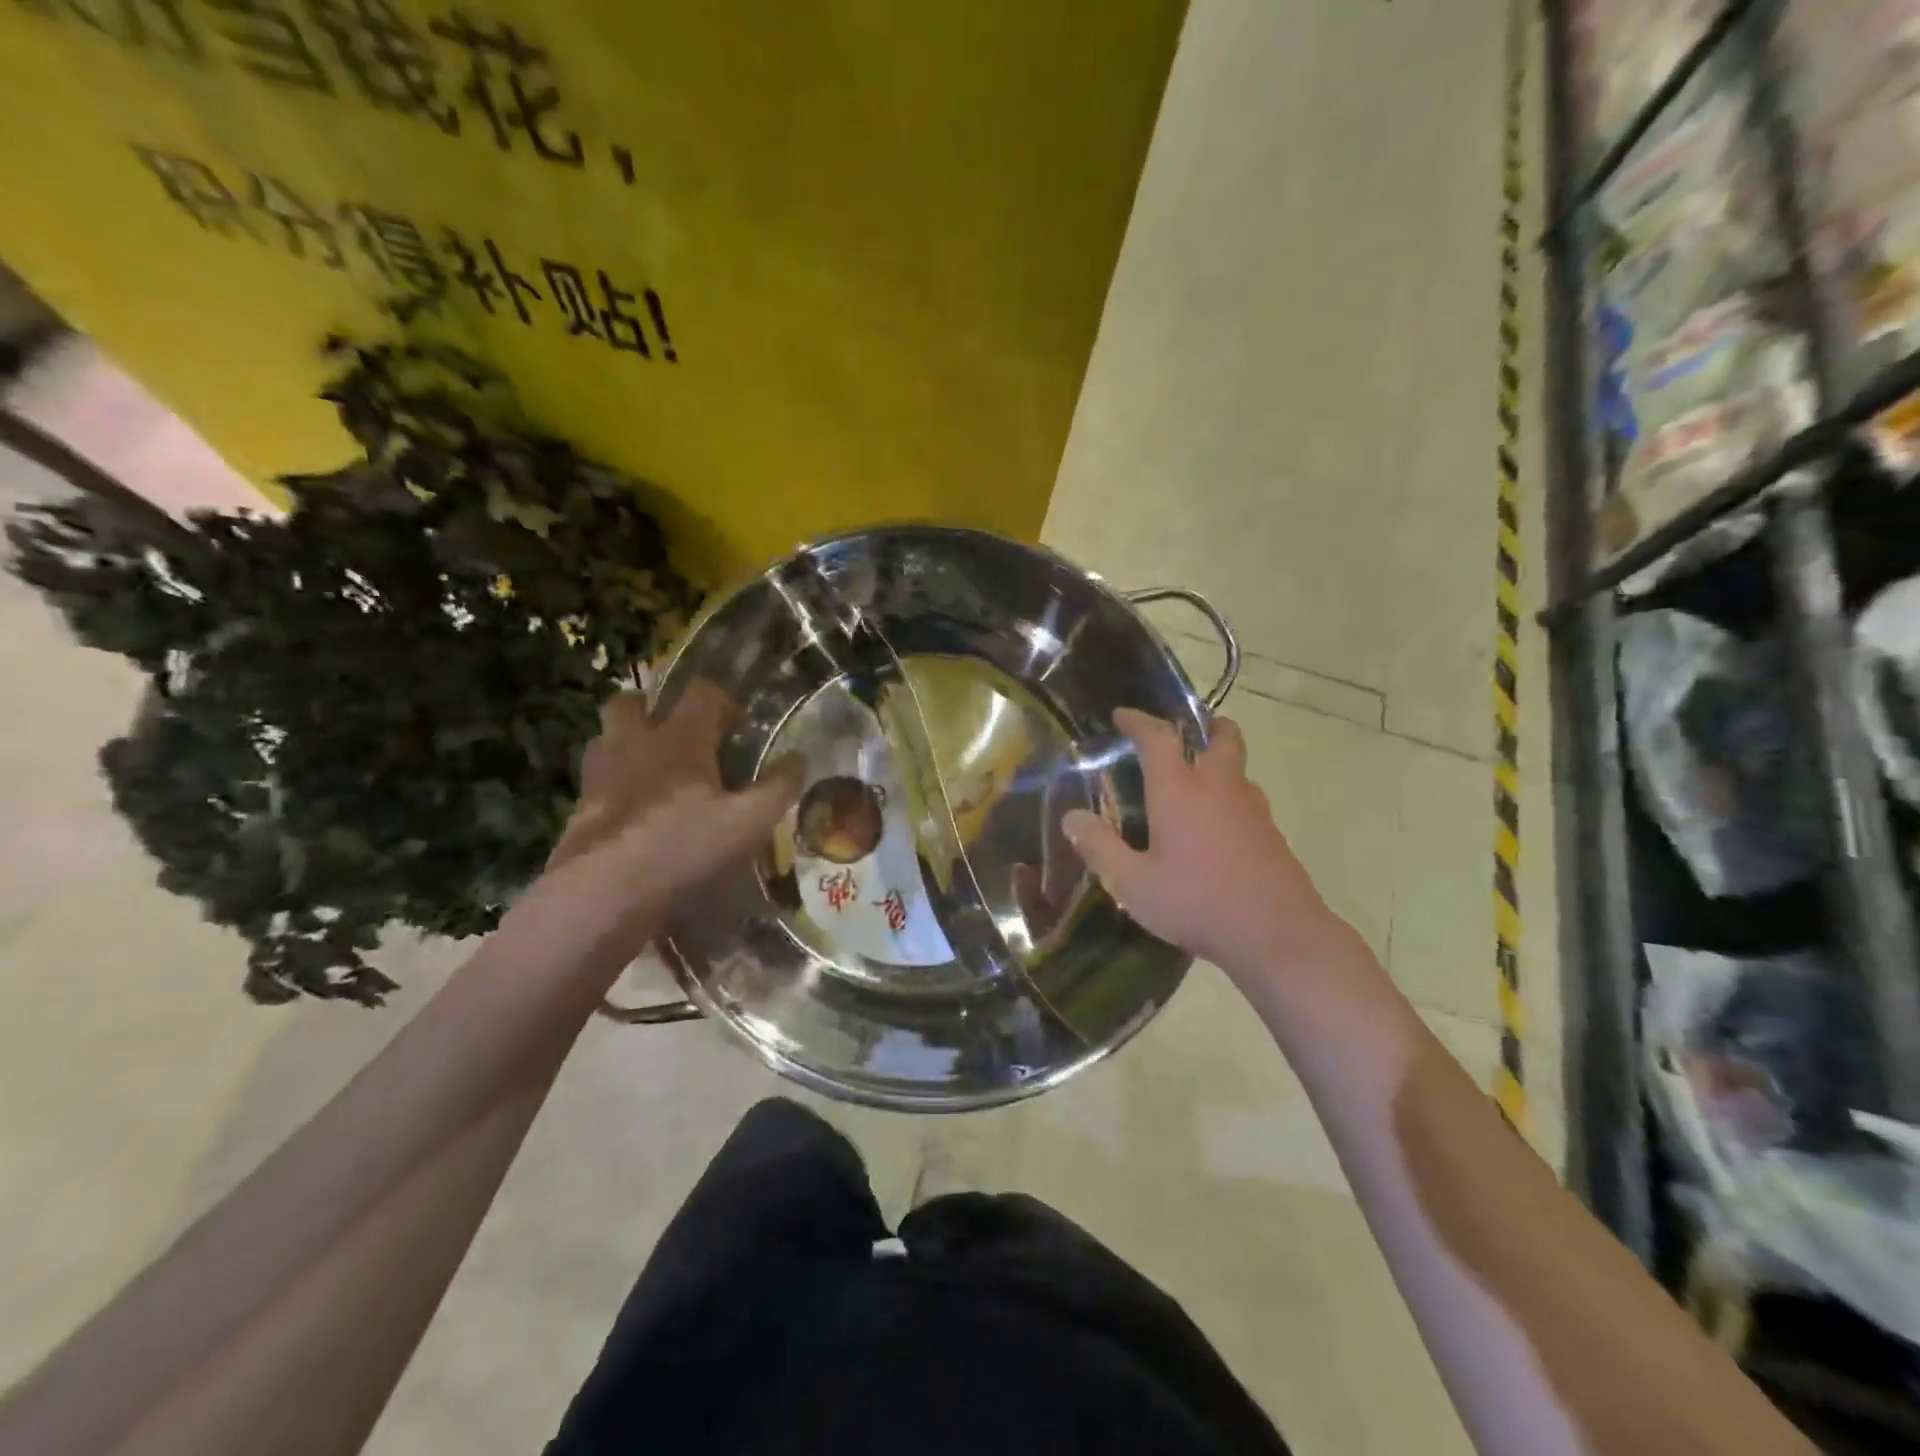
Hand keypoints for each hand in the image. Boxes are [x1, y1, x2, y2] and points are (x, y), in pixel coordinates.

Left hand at [535, 681, 801, 958]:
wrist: (605, 889)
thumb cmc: (684, 845)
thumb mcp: (750, 821)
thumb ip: (778, 786)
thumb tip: (799, 758)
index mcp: (680, 738)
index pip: (702, 692)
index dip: (724, 701)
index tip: (740, 728)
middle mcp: (635, 743)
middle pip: (632, 703)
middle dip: (653, 709)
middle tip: (678, 734)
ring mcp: (600, 774)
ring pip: (606, 739)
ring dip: (627, 743)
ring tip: (652, 770)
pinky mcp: (580, 808)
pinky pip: (595, 782)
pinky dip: (613, 786)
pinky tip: (633, 812)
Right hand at [1062, 708, 1353, 978]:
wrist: (1278, 936)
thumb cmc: (1198, 903)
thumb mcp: (1134, 884)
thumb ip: (1100, 848)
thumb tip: (1072, 818)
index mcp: (1179, 792)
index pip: (1158, 739)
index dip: (1139, 721)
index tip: (1122, 715)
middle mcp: (1218, 789)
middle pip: (1221, 738)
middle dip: (1205, 726)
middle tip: (1187, 732)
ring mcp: (1252, 810)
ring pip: (1238, 769)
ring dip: (1220, 762)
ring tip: (1198, 782)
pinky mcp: (1272, 835)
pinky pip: (1248, 800)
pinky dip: (1231, 798)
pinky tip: (1217, 828)